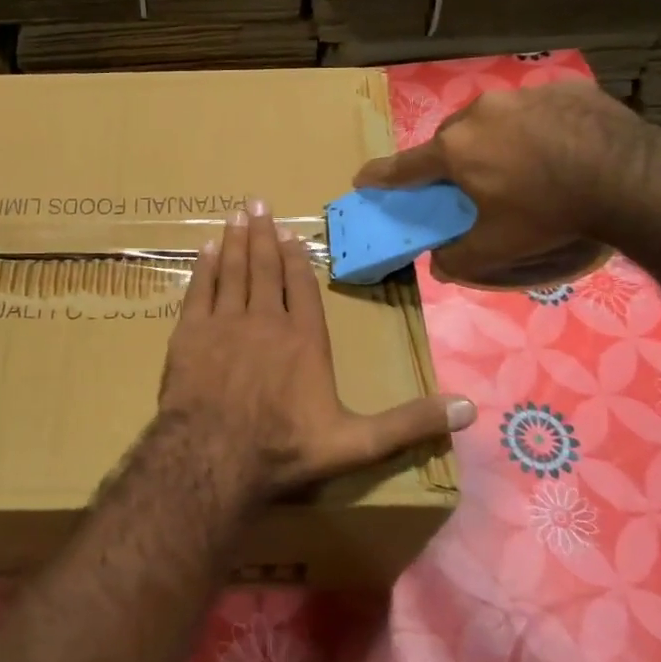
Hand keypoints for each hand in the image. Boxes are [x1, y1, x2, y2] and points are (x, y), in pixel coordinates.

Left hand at [157, 199, 475, 500]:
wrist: (214, 457)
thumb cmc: (285, 449)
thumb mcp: (357, 443)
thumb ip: (409, 423)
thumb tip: (470, 408)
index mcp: (305, 339)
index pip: (301, 287)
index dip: (295, 259)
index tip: (289, 234)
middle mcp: (266, 320)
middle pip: (265, 268)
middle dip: (263, 235)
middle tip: (258, 204)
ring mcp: (225, 322)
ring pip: (233, 270)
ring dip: (236, 241)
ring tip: (236, 215)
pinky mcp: (190, 332)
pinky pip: (200, 289)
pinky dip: (204, 266)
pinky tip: (206, 248)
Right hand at [353, 83, 645, 286]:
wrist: (629, 176)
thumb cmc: (550, 213)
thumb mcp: (500, 247)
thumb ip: (461, 258)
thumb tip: (439, 267)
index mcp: (456, 150)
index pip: (405, 166)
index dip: (381, 176)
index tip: (362, 179)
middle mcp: (480, 114)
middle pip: (451, 139)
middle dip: (453, 159)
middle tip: (471, 183)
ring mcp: (523, 95)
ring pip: (493, 118)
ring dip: (496, 139)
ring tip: (524, 164)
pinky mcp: (564, 89)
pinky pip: (537, 109)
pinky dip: (538, 127)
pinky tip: (562, 148)